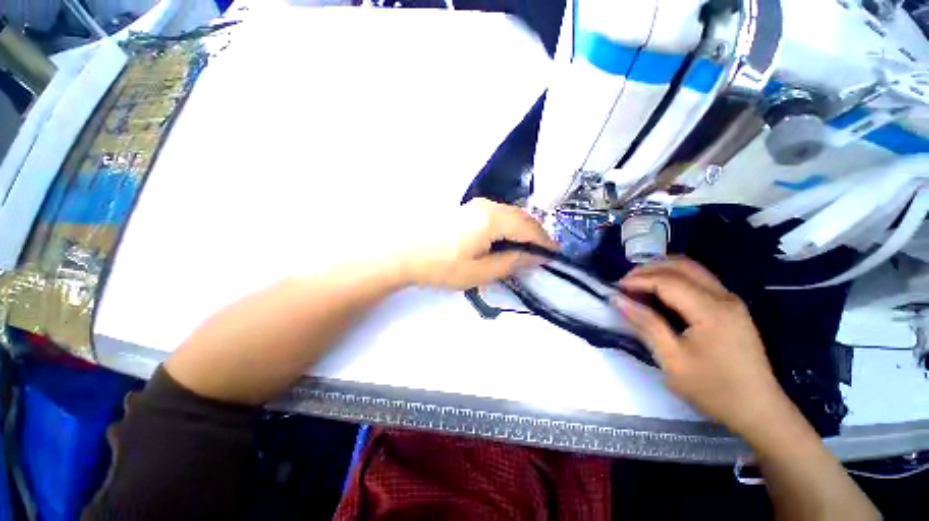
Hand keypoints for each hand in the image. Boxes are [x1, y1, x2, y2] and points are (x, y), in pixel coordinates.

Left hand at [398, 198, 557, 289]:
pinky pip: (497, 215)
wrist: (403, 252)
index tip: (555, 255)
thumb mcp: (479, 272)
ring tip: (527, 249)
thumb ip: (510, 263)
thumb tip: (534, 257)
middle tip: (543, 253)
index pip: (528, 228)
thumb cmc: (441, 266)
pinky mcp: (466, 209)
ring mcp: (474, 205)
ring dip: (522, 230)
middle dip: (535, 234)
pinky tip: (506, 240)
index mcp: (492, 219)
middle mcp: (486, 206)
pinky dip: (508, 227)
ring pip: (509, 214)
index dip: (544, 242)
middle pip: (521, 217)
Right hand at [614, 258, 787, 436]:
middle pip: (682, 266)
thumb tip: (618, 299)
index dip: (637, 280)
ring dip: (661, 270)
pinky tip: (660, 291)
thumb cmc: (713, 389)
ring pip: (692, 268)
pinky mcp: (732, 307)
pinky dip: (674, 278)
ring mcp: (731, 300)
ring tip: (638, 284)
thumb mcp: (672, 360)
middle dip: (648, 269)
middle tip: (624, 283)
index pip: (667, 281)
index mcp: (711, 311)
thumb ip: (646, 324)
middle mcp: (724, 297)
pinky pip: (699, 279)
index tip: (614, 288)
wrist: (759, 410)